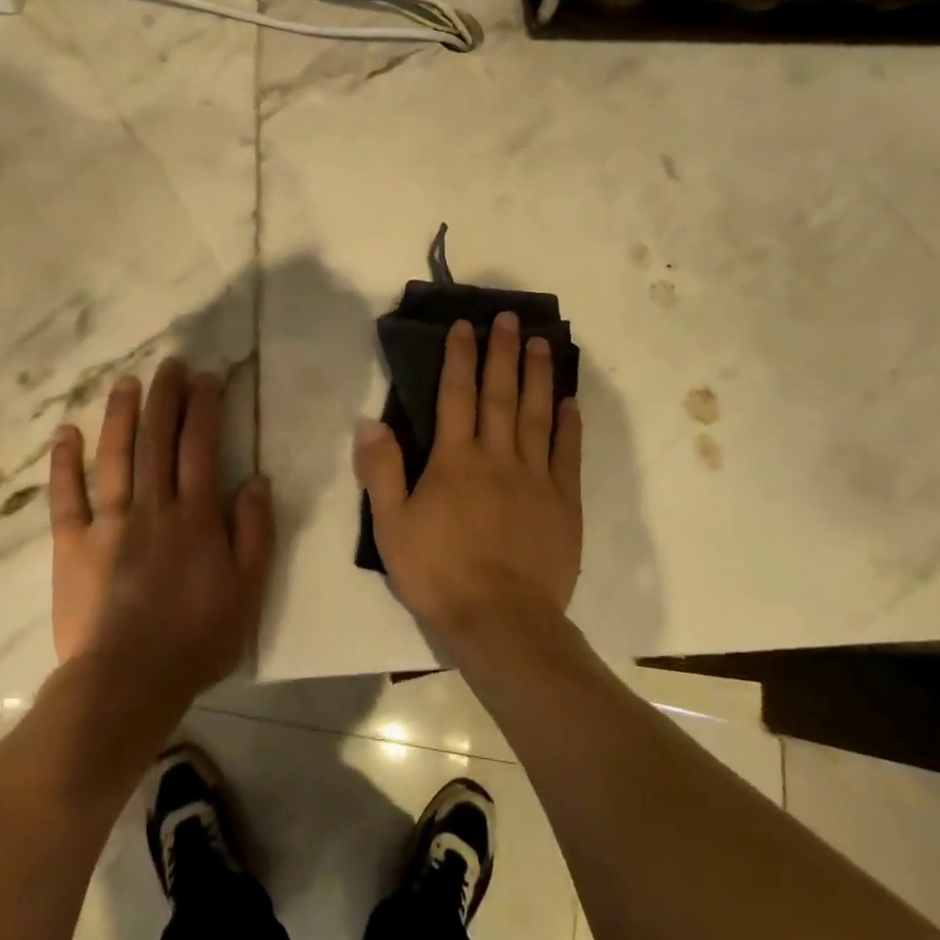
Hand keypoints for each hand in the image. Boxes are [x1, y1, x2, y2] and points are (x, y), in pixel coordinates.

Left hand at [47, 359, 273, 703]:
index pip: (200, 448)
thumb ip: (255, 532)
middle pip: (157, 440)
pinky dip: (65, 463)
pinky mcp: (72, 546)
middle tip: (168, 364)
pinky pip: (66, 497)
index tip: (205, 378)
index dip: (203, 408)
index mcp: (195, 517)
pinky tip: (67, 433)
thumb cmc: (197, 638)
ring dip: (120, 415)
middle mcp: (153, 508)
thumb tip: (257, 480)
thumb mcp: (248, 590)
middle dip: (163, 398)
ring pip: (115, 457)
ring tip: (125, 381)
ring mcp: (108, 524)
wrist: (128, 684)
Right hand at [353, 313, 582, 652]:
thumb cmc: (439, 573)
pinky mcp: (563, 502)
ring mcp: (535, 477)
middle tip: (510, 318)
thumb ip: (381, 470)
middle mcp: (498, 456)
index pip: (456, 395)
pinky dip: (569, 424)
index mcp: (455, 460)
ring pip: (538, 415)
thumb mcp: (391, 526)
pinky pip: (567, 453)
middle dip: (503, 353)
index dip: (460, 357)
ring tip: (541, 343)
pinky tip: (570, 401)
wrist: (501, 620)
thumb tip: (369, 421)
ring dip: (537, 376)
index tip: (466, 325)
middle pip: (500, 395)